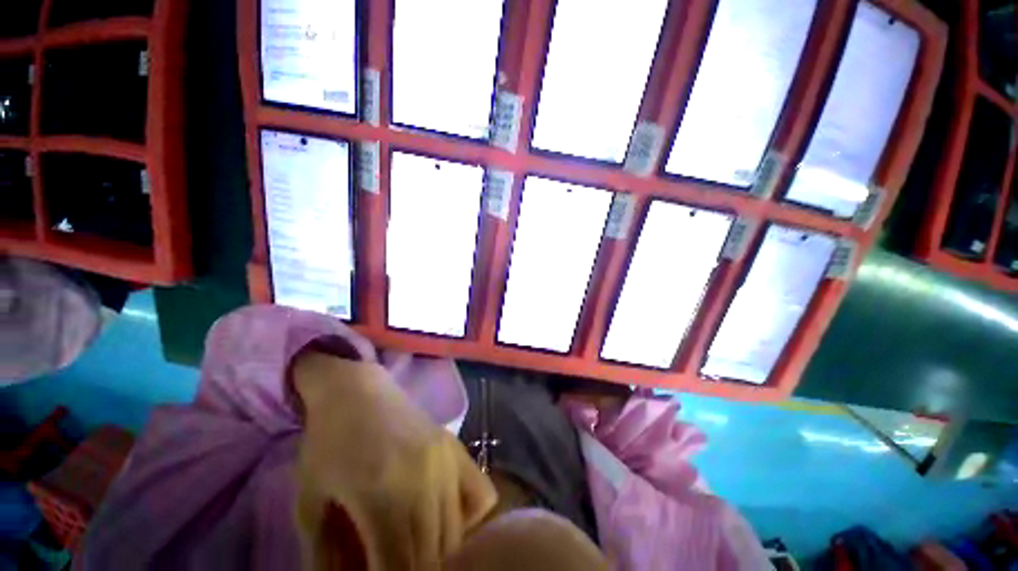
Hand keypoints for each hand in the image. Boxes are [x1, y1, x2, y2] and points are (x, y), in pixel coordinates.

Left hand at [293, 352, 496, 569]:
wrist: (356, 390)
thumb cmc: (327, 443)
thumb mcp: (311, 503)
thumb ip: (326, 556)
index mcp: (381, 494)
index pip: (400, 566)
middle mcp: (425, 478)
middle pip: (435, 553)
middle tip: (396, 566)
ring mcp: (446, 459)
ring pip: (457, 531)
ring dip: (441, 555)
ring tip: (418, 556)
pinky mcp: (455, 446)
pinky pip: (481, 494)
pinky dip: (469, 519)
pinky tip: (446, 520)